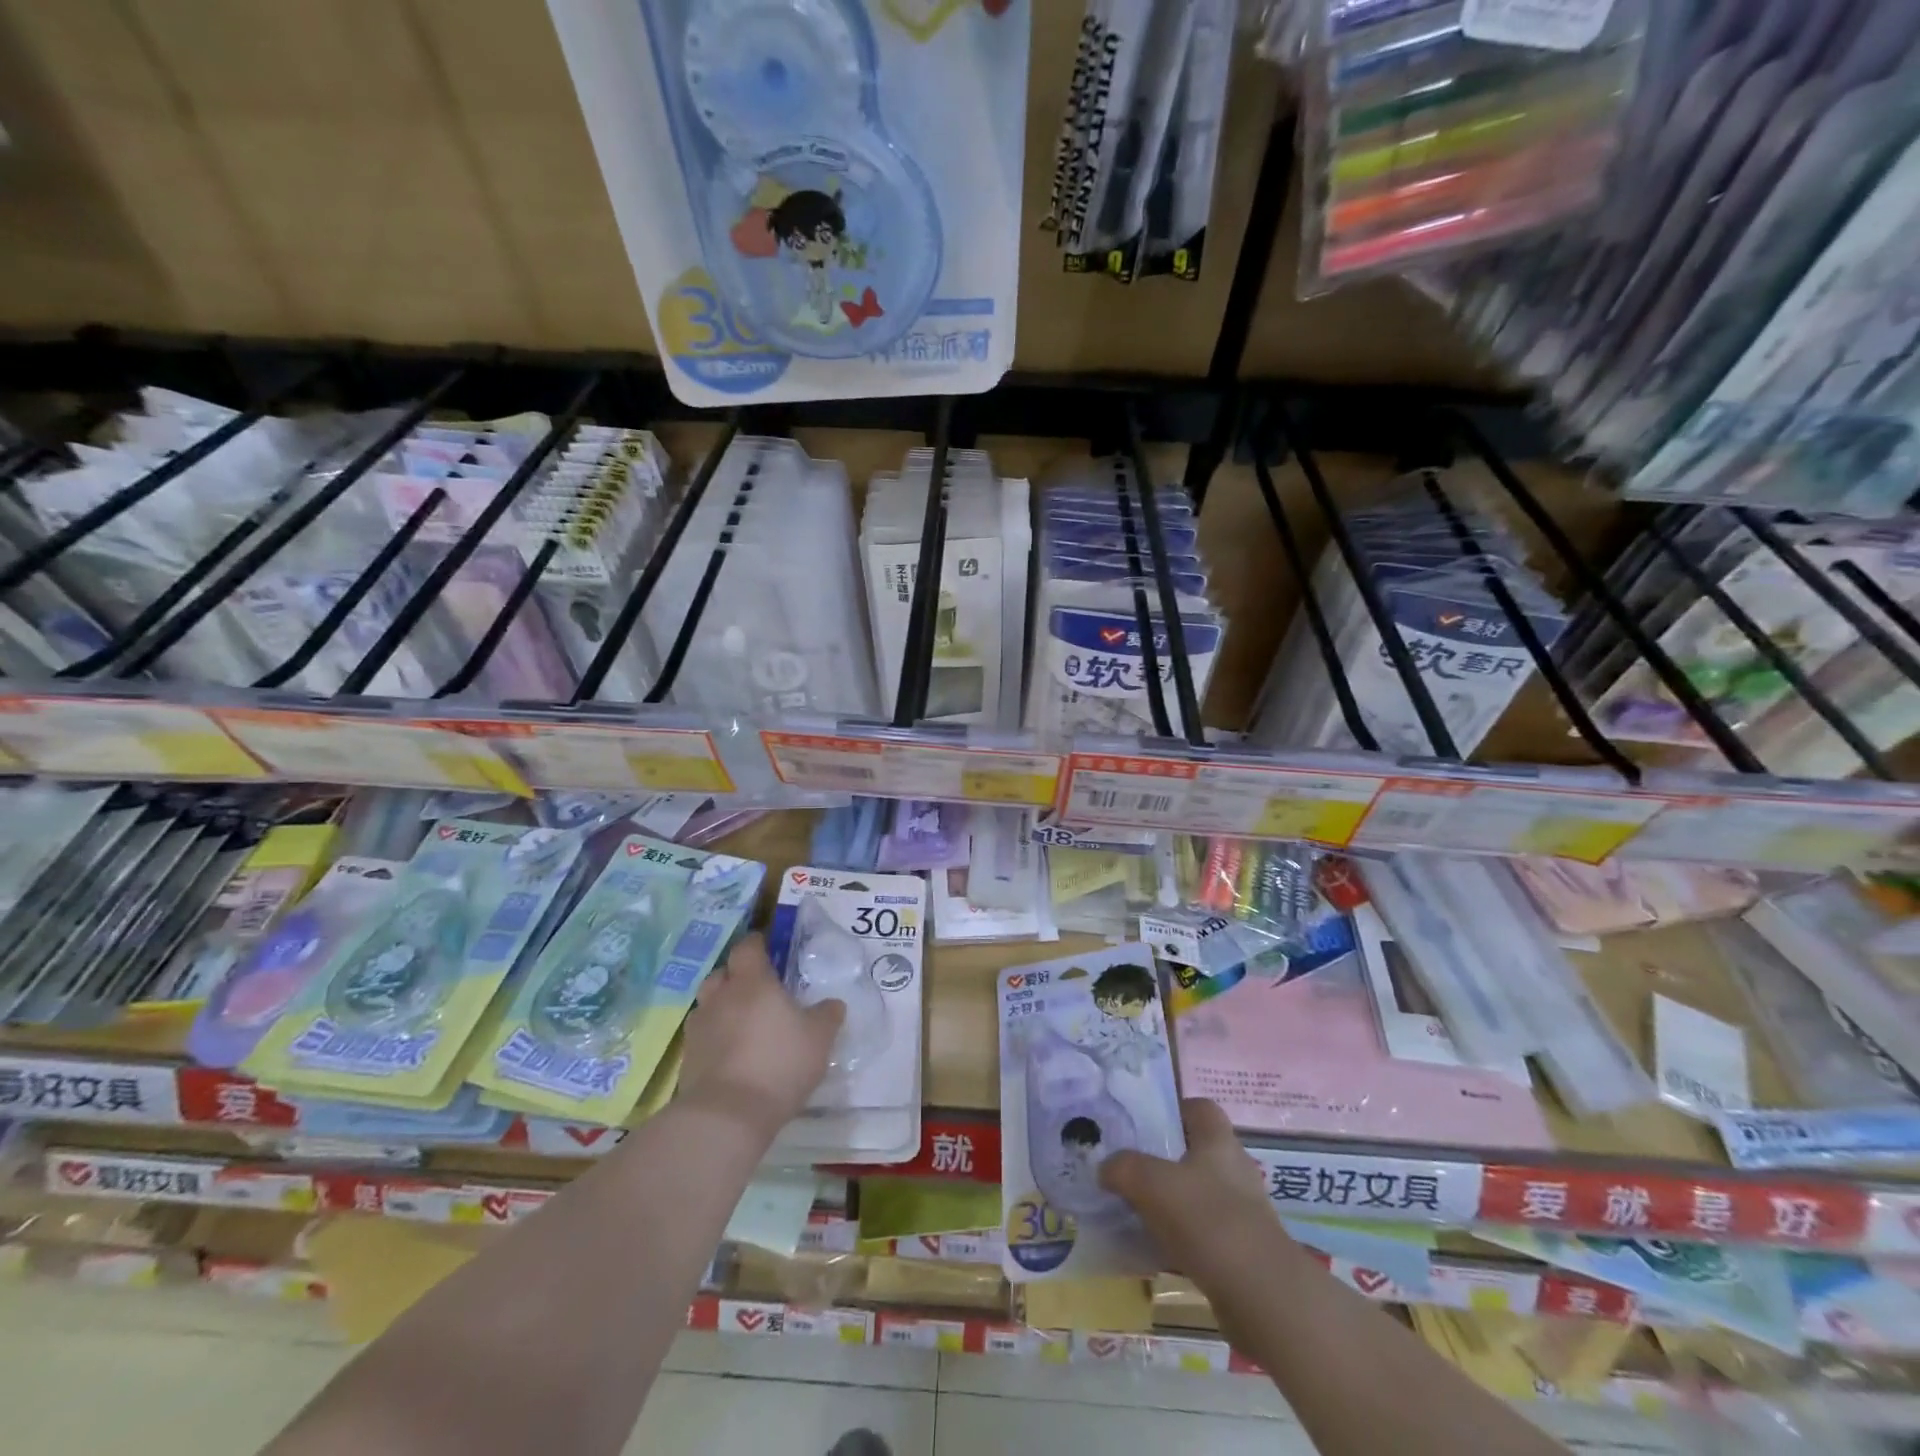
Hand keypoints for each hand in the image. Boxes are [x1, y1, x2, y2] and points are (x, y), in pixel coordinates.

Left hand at [677, 935, 844, 1138]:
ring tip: (741, 1022)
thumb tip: (833, 1004)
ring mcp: (699, 1028)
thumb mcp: (819, 1038)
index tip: (767, 947)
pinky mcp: (688, 1058)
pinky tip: (730, 1053)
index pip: (748, 947)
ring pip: (708, 1004)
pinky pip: (702, 1036)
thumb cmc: (779, 1063)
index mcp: (752, 982)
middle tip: (756, 988)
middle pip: (721, 973)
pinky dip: (714, 1037)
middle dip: (735, 975)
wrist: (728, 1115)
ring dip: (722, 1006)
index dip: (757, 944)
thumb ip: (827, 1015)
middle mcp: (720, 997)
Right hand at [1099, 1098, 1290, 1293]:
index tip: (1146, 1123)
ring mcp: (1242, 1213)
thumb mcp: (1151, 1183)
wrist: (1261, 1295)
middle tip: (1132, 1168)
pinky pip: (1204, 1234)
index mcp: (1219, 1142)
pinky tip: (1155, 1250)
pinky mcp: (1243, 1251)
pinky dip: (1181, 1239)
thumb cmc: (1207, 1219)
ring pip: (1199, 1195)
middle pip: (1198, 1153)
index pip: (1200, 1108)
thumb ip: (1123, 1168)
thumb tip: (1106, 1168)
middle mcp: (1235, 1170)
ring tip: (1137, 1210)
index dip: (1175, 1110)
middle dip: (1166, 1160)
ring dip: (1173, 1203)